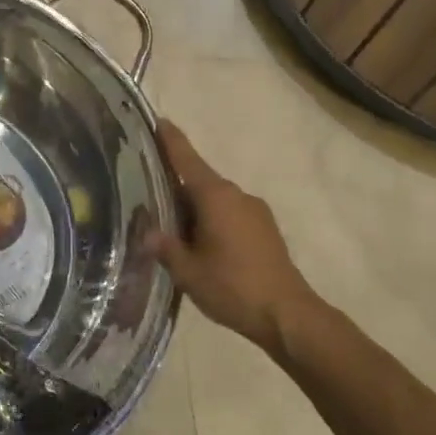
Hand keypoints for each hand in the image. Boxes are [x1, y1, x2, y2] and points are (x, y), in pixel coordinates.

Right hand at [155, 120, 326, 363]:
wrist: (288, 315)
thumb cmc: (233, 287)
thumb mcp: (188, 271)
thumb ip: (165, 248)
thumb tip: (147, 233)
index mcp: (215, 196)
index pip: (187, 159)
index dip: (171, 140)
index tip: (158, 119)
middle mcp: (236, 195)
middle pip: (199, 181)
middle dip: (175, 185)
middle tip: (148, 193)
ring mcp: (255, 211)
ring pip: (215, 201)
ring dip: (195, 209)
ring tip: (172, 228)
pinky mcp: (265, 230)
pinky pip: (230, 215)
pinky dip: (212, 221)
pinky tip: (201, 245)